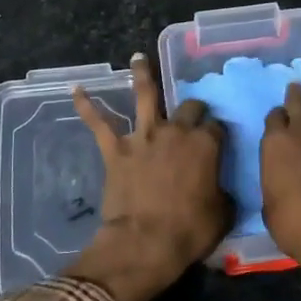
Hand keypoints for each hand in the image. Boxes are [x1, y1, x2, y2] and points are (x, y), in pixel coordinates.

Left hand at [66, 54, 228, 300]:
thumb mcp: (223, 213)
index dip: (218, 133)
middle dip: (193, 108)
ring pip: (144, 95)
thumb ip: (224, 192)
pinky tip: (77, 90)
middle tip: (193, 112)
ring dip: (142, 74)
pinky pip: (99, 124)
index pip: (216, 128)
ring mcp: (143, 137)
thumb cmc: (189, 231)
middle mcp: (175, 132)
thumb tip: (221, 188)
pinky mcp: (116, 150)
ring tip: (138, 57)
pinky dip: (86, 106)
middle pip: (189, 108)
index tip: (218, 141)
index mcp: (205, 145)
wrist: (144, 242)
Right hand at [261, 83, 300, 300]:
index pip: (274, 117)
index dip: (276, 119)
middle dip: (295, 95)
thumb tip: (280, 178)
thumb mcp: (270, 206)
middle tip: (296, 94)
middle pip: (297, 99)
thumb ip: (274, 180)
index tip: (279, 124)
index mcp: (276, 143)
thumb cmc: (297, 226)